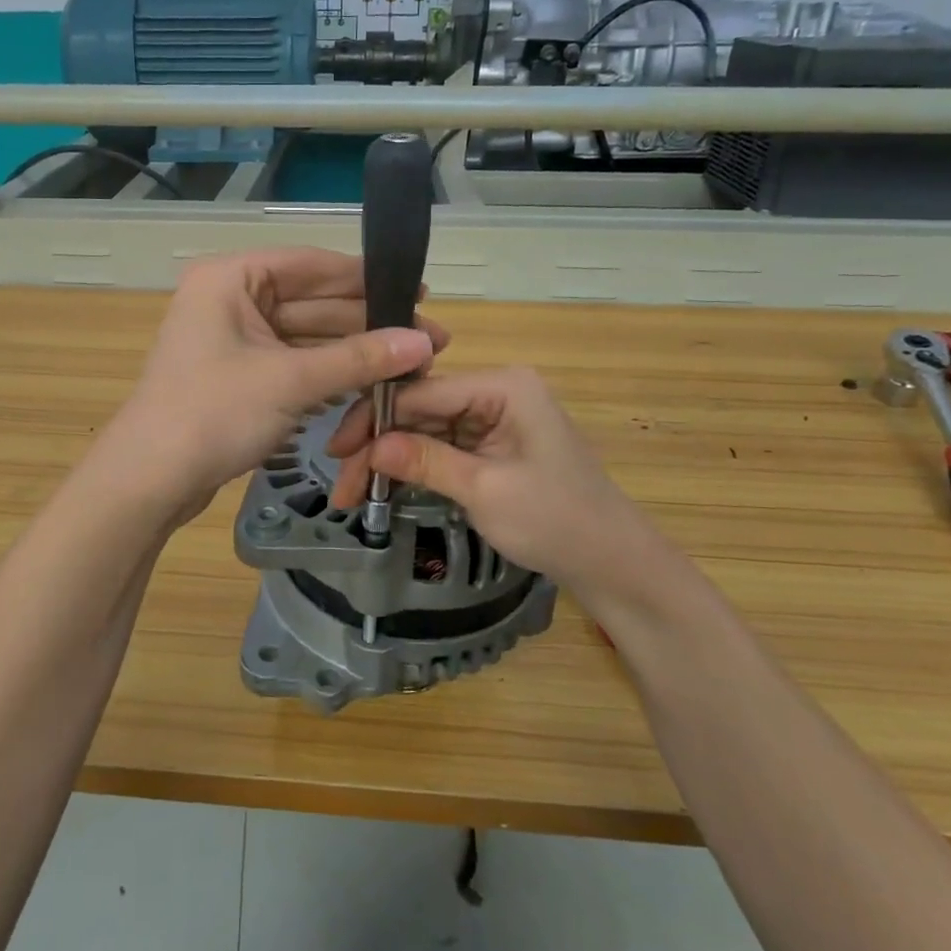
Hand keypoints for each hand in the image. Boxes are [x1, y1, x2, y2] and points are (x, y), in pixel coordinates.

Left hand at [106, 248, 446, 518]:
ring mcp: (232, 340)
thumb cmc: (213, 413)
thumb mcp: (291, 381)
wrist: (149, 480)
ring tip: (410, 362)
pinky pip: (292, 363)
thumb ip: (359, 358)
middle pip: (311, 302)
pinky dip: (327, 372)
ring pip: (304, 336)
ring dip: (352, 351)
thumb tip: (424, 341)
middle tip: (429, 337)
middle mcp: (230, 299)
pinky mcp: (238, 376)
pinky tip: (371, 380)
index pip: (311, 265)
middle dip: (367, 322)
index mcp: (231, 278)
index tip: (419, 290)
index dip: (366, 278)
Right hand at [325, 366, 680, 618]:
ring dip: (390, 460)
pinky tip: (385, 485)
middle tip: (343, 487)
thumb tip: (369, 446)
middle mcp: (496, 392)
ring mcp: (494, 419)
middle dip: (378, 446)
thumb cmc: (557, 522)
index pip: (421, 392)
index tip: (336, 453)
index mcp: (503, 387)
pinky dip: (414, 468)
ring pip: (424, 430)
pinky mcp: (492, 445)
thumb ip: (426, 461)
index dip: (374, 419)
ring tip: (355, 495)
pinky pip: (442, 447)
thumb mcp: (486, 491)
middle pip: (419, 410)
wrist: (614, 564)